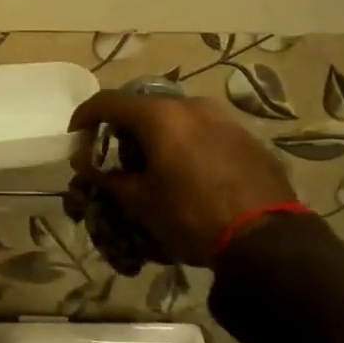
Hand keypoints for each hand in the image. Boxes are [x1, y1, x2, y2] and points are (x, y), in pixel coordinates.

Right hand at [66, 92, 299, 267]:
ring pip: (176, 118)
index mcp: (160, 115)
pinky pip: (204, 131)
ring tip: (156, 169)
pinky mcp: (246, 136)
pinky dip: (187, 144)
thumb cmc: (193, 215)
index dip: (85, 117)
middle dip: (124, 131)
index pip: (108, 102)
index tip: (75, 137)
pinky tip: (190, 174)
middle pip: (144, 108)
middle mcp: (191, 105)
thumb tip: (84, 164)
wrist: (268, 239)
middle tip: (117, 161)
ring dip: (158, 137)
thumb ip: (108, 177)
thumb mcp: (142, 201)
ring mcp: (223, 117)